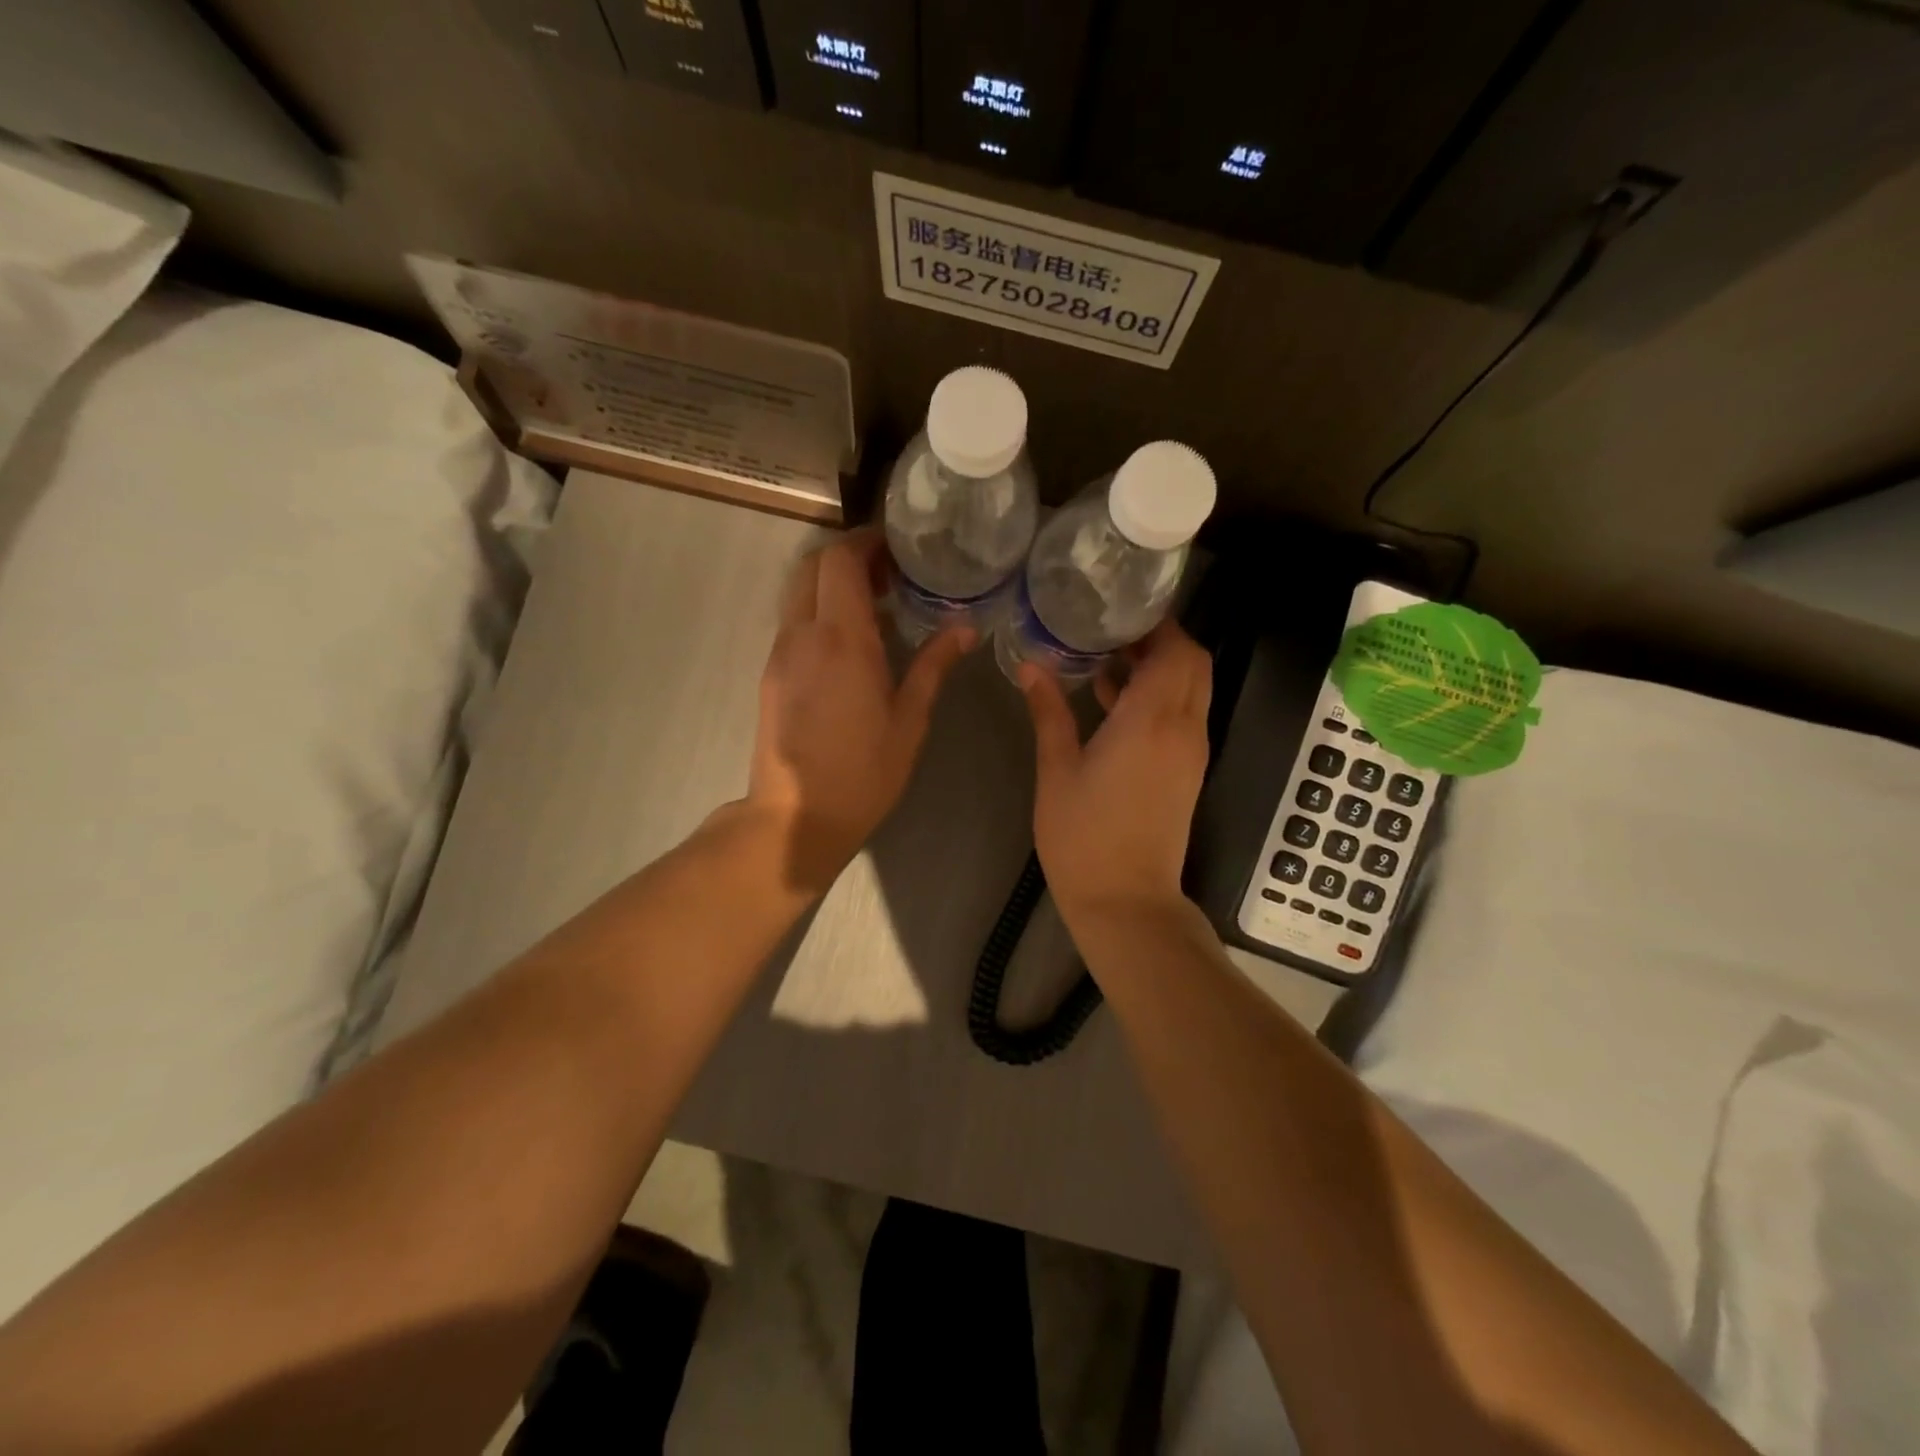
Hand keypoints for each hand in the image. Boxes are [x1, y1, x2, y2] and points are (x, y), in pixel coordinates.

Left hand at [749, 532, 972, 895]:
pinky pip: (794, 623)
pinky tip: (851, 646)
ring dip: (832, 586)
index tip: (897, 549)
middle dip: (848, 558)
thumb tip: (965, 628)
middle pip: (812, 566)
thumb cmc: (863, 772)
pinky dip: (820, 614)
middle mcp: (802, 634)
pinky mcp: (771, 674)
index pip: (840, 561)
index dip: (866, 543)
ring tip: (875, 609)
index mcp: (842, 639)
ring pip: (799, 594)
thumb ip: (934, 665)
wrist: (796, 817)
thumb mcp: (910, 720)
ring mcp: (780, 653)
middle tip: (889, 575)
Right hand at [1019, 623, 1212, 926]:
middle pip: (1194, 664)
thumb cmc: (1084, 837)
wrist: (1127, 901)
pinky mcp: (1188, 772)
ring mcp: (1191, 753)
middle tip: (1113, 632)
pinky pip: (1184, 716)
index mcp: (1151, 721)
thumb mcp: (1057, 770)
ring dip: (1161, 670)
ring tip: (1107, 661)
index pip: (1177, 651)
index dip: (1158, 625)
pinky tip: (1114, 704)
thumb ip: (1049, 712)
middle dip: (1162, 641)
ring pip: (1192, 690)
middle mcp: (1183, 729)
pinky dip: (1161, 698)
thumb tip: (1031, 666)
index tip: (1120, 611)